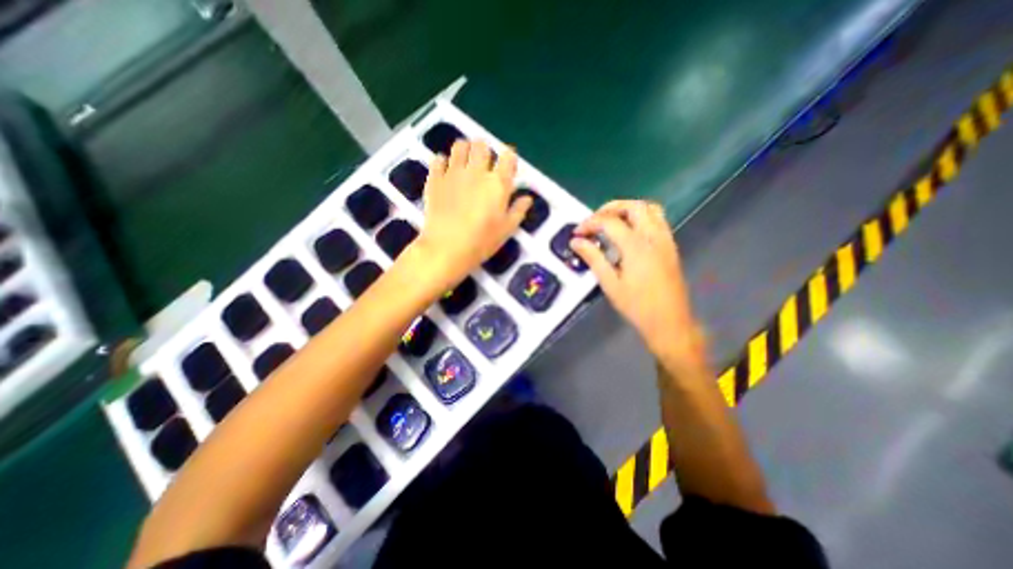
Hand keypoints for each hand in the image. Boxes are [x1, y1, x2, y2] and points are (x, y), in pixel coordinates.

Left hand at [413, 138, 533, 288]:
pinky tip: (445, 171)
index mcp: (498, 183)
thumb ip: (518, 211)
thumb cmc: (481, 242)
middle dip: (485, 150)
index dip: (509, 158)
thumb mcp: (506, 230)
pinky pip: (438, 160)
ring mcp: (453, 173)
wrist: (447, 248)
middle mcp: (477, 172)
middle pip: (482, 146)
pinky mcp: (435, 180)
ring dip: (464, 150)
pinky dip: (442, 162)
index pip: (508, 157)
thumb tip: (527, 198)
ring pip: (459, 146)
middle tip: (484, 164)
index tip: (507, 167)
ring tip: (465, 162)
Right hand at [569, 201, 706, 366]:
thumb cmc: (636, 306)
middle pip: (633, 206)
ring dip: (628, 209)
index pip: (610, 222)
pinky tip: (629, 232)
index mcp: (636, 247)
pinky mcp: (671, 246)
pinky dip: (641, 217)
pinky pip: (658, 219)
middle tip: (594, 221)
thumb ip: (593, 258)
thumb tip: (576, 242)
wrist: (669, 322)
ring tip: (611, 221)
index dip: (590, 223)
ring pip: (649, 208)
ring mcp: (665, 240)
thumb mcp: (610, 284)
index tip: (577, 233)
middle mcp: (653, 237)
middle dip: (610, 208)